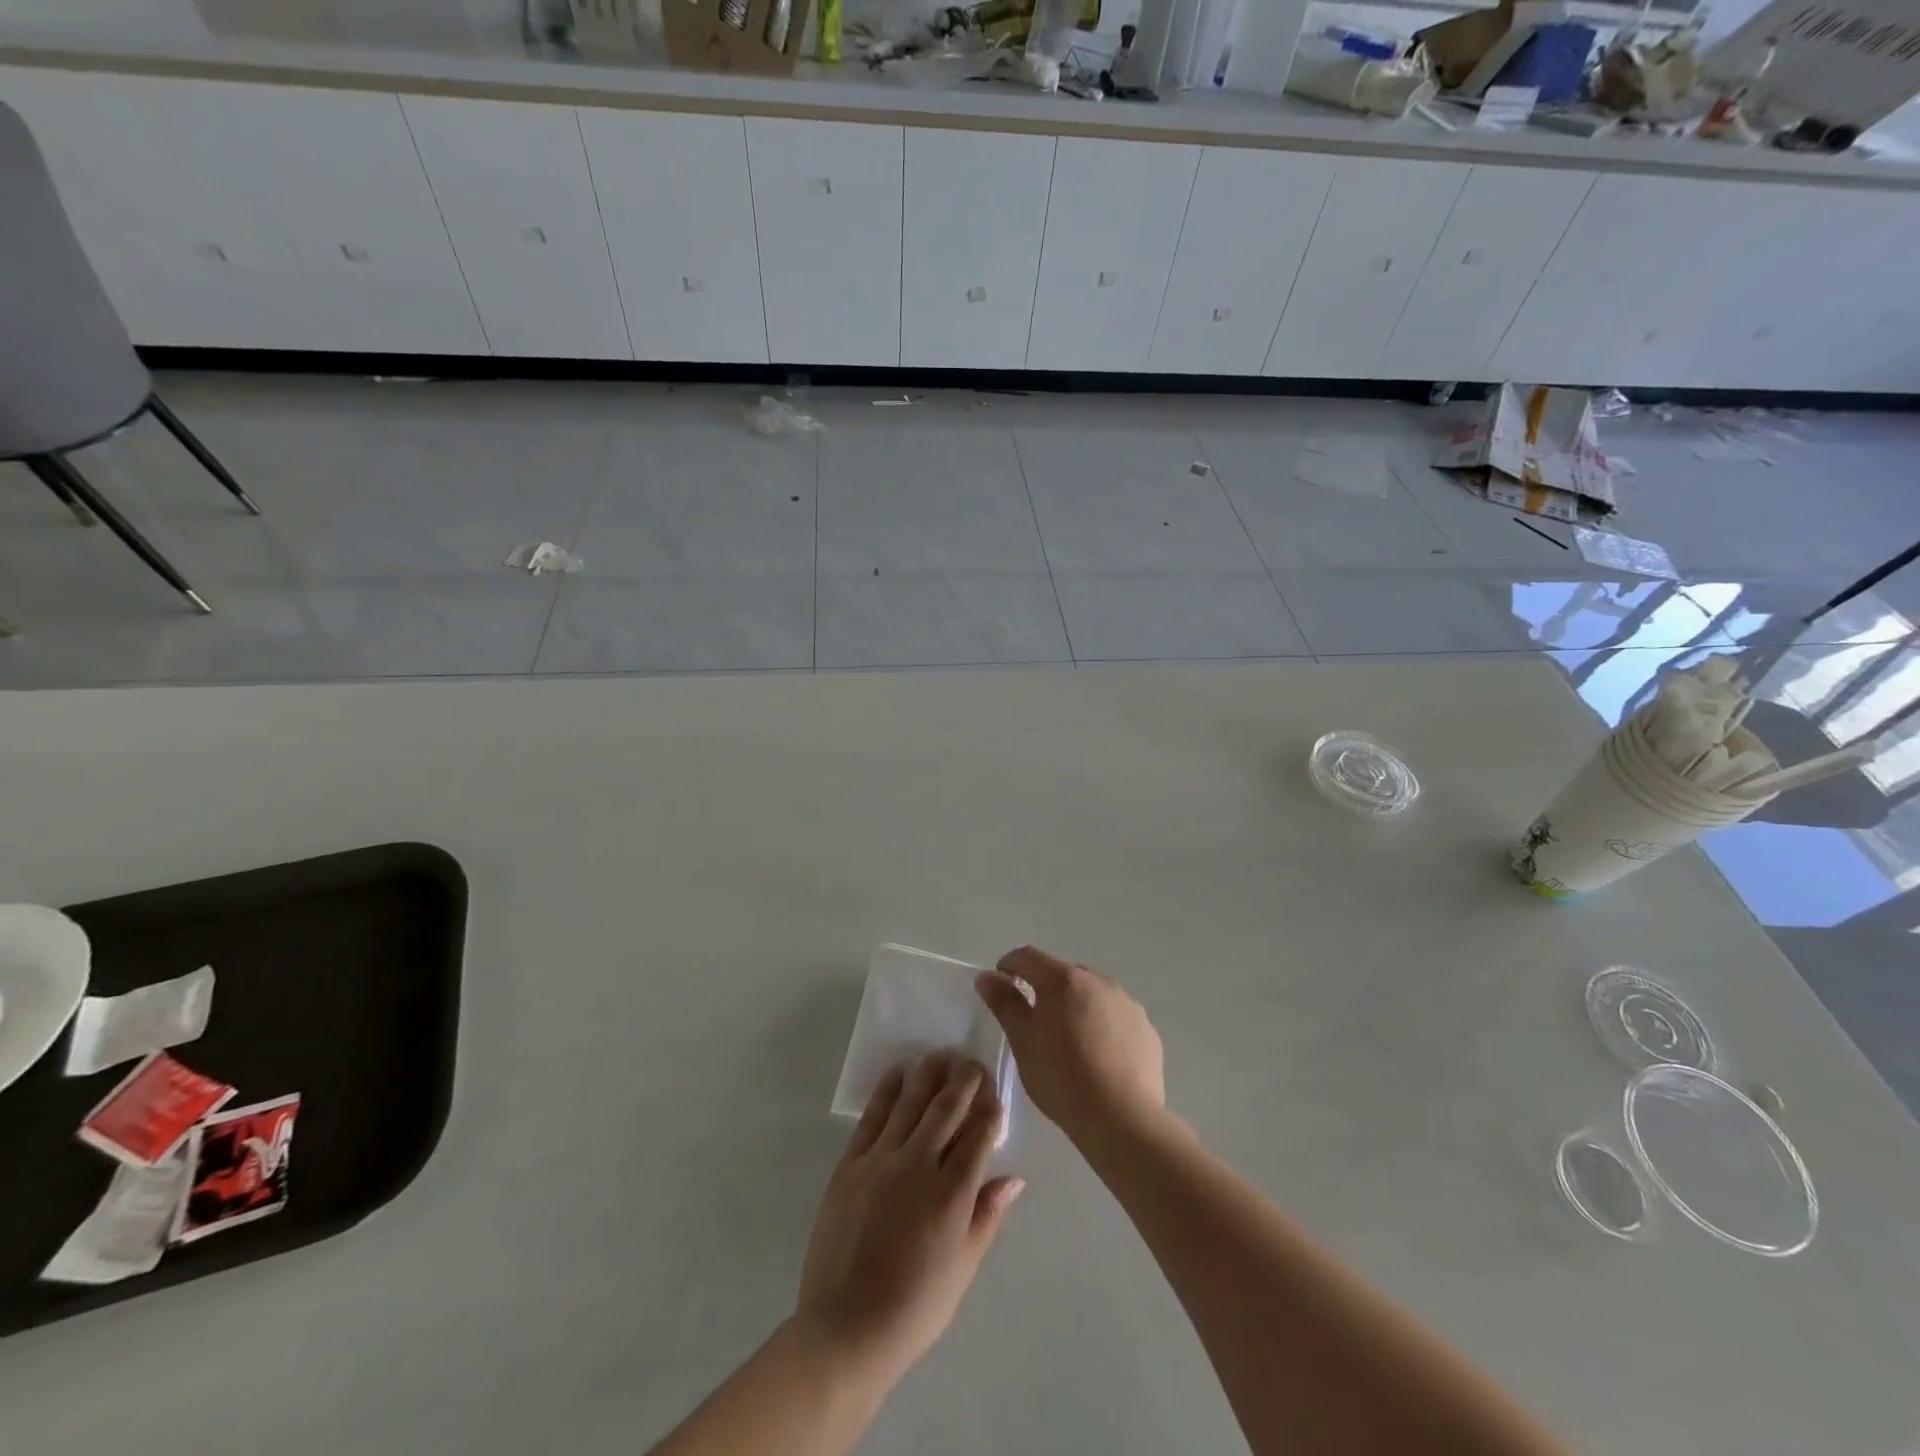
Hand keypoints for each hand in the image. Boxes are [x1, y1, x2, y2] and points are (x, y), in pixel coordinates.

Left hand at [793, 1052, 1024, 1388]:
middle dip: (964, 1081)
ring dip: (929, 1075)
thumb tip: (1015, 1179)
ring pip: (911, 1103)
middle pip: (947, 1109)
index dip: (990, 1111)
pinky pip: (872, 1117)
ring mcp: (881, 1161)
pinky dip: (887, 1090)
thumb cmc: (915, 1307)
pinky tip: (898, 1072)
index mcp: (952, 1194)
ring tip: (941, 1054)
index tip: (995, 1094)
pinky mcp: (851, 1164)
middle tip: (972, 1062)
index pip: (978, 1136)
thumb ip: (987, 1216)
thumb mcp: (963, 1268)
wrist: (847, 1328)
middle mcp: (919, 1166)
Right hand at [976, 946, 1164, 1147]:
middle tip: (1034, 1021)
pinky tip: (1099, 1056)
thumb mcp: (1023, 1041)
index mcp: (1063, 980)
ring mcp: (1126, 1003)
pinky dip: (1102, 1025)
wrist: (1122, 1119)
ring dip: (1076, 1005)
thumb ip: (1004, 1003)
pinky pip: (1115, 1016)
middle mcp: (1098, 981)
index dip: (1009, 964)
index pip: (1028, 957)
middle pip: (1063, 974)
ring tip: (1069, 1041)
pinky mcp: (1146, 1028)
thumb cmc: (1062, 1077)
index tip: (1000, 983)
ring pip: (1092, 994)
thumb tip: (987, 977)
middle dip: (1045, 988)